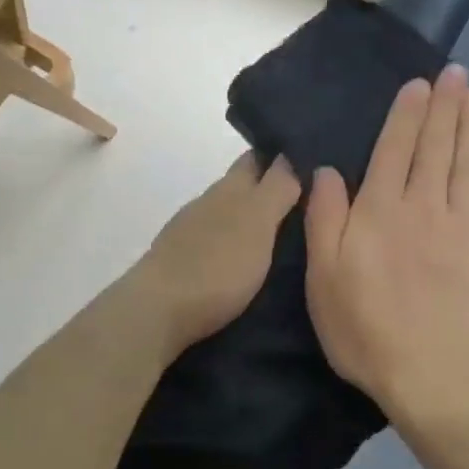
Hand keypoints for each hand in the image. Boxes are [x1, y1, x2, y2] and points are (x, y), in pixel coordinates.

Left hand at [133, 152, 301, 359]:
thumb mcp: (258, 221)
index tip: (311, 168)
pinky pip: (218, 243)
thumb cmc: (217, 264)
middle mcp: (208, 202)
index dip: (283, 156)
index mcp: (229, 187)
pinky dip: (236, 246)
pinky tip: (250, 264)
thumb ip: (277, 188)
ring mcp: (190, 232)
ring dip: (254, 221)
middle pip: (244, 185)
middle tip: (309, 209)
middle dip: (271, 190)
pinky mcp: (182, 262)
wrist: (157, 312)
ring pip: (229, 215)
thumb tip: (291, 156)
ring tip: (287, 240)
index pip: (258, 157)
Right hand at [304, 64, 468, 430]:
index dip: (407, 113)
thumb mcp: (324, 279)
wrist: (438, 378)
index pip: (395, 148)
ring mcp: (466, 227)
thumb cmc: (368, 331)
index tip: (419, 83)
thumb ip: (324, 219)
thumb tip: (327, 171)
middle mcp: (427, 206)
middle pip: (438, 146)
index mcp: (382, 211)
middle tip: (456, 72)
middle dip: (445, 105)